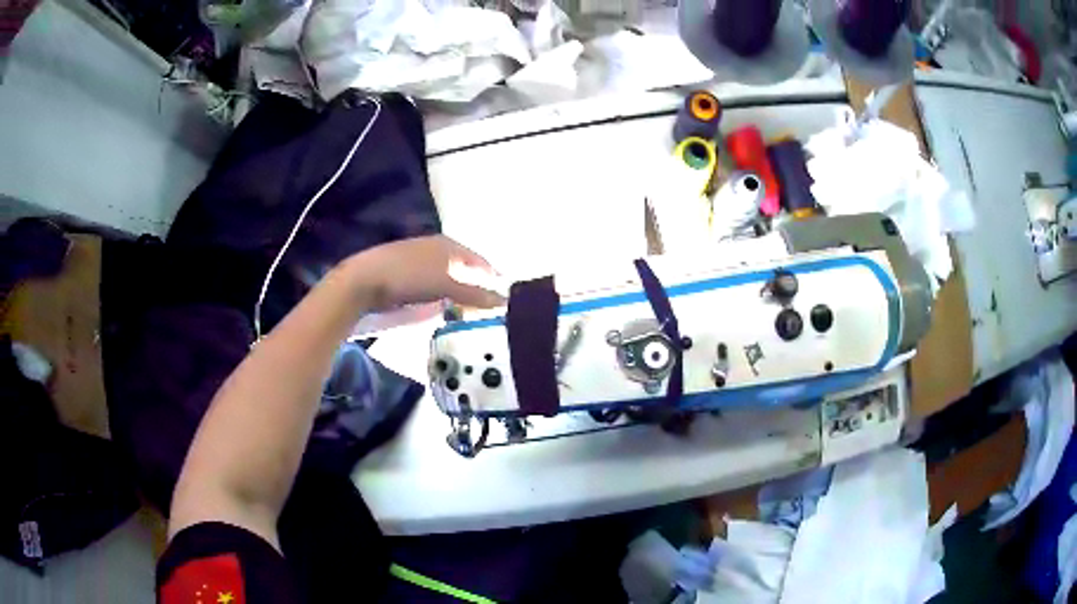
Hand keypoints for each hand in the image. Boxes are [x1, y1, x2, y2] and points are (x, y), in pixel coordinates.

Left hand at [343, 235, 505, 310]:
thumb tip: (504, 300)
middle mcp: (433, 246)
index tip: (502, 295)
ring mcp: (416, 258)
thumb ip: (475, 293)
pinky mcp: (401, 271)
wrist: (362, 281)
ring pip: (445, 274)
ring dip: (456, 290)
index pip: (478, 259)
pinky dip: (439, 293)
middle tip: (485, 305)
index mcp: (447, 243)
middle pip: (462, 266)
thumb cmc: (409, 277)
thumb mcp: (446, 286)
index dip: (491, 275)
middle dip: (474, 283)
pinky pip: (429, 282)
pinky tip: (437, 305)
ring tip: (464, 309)